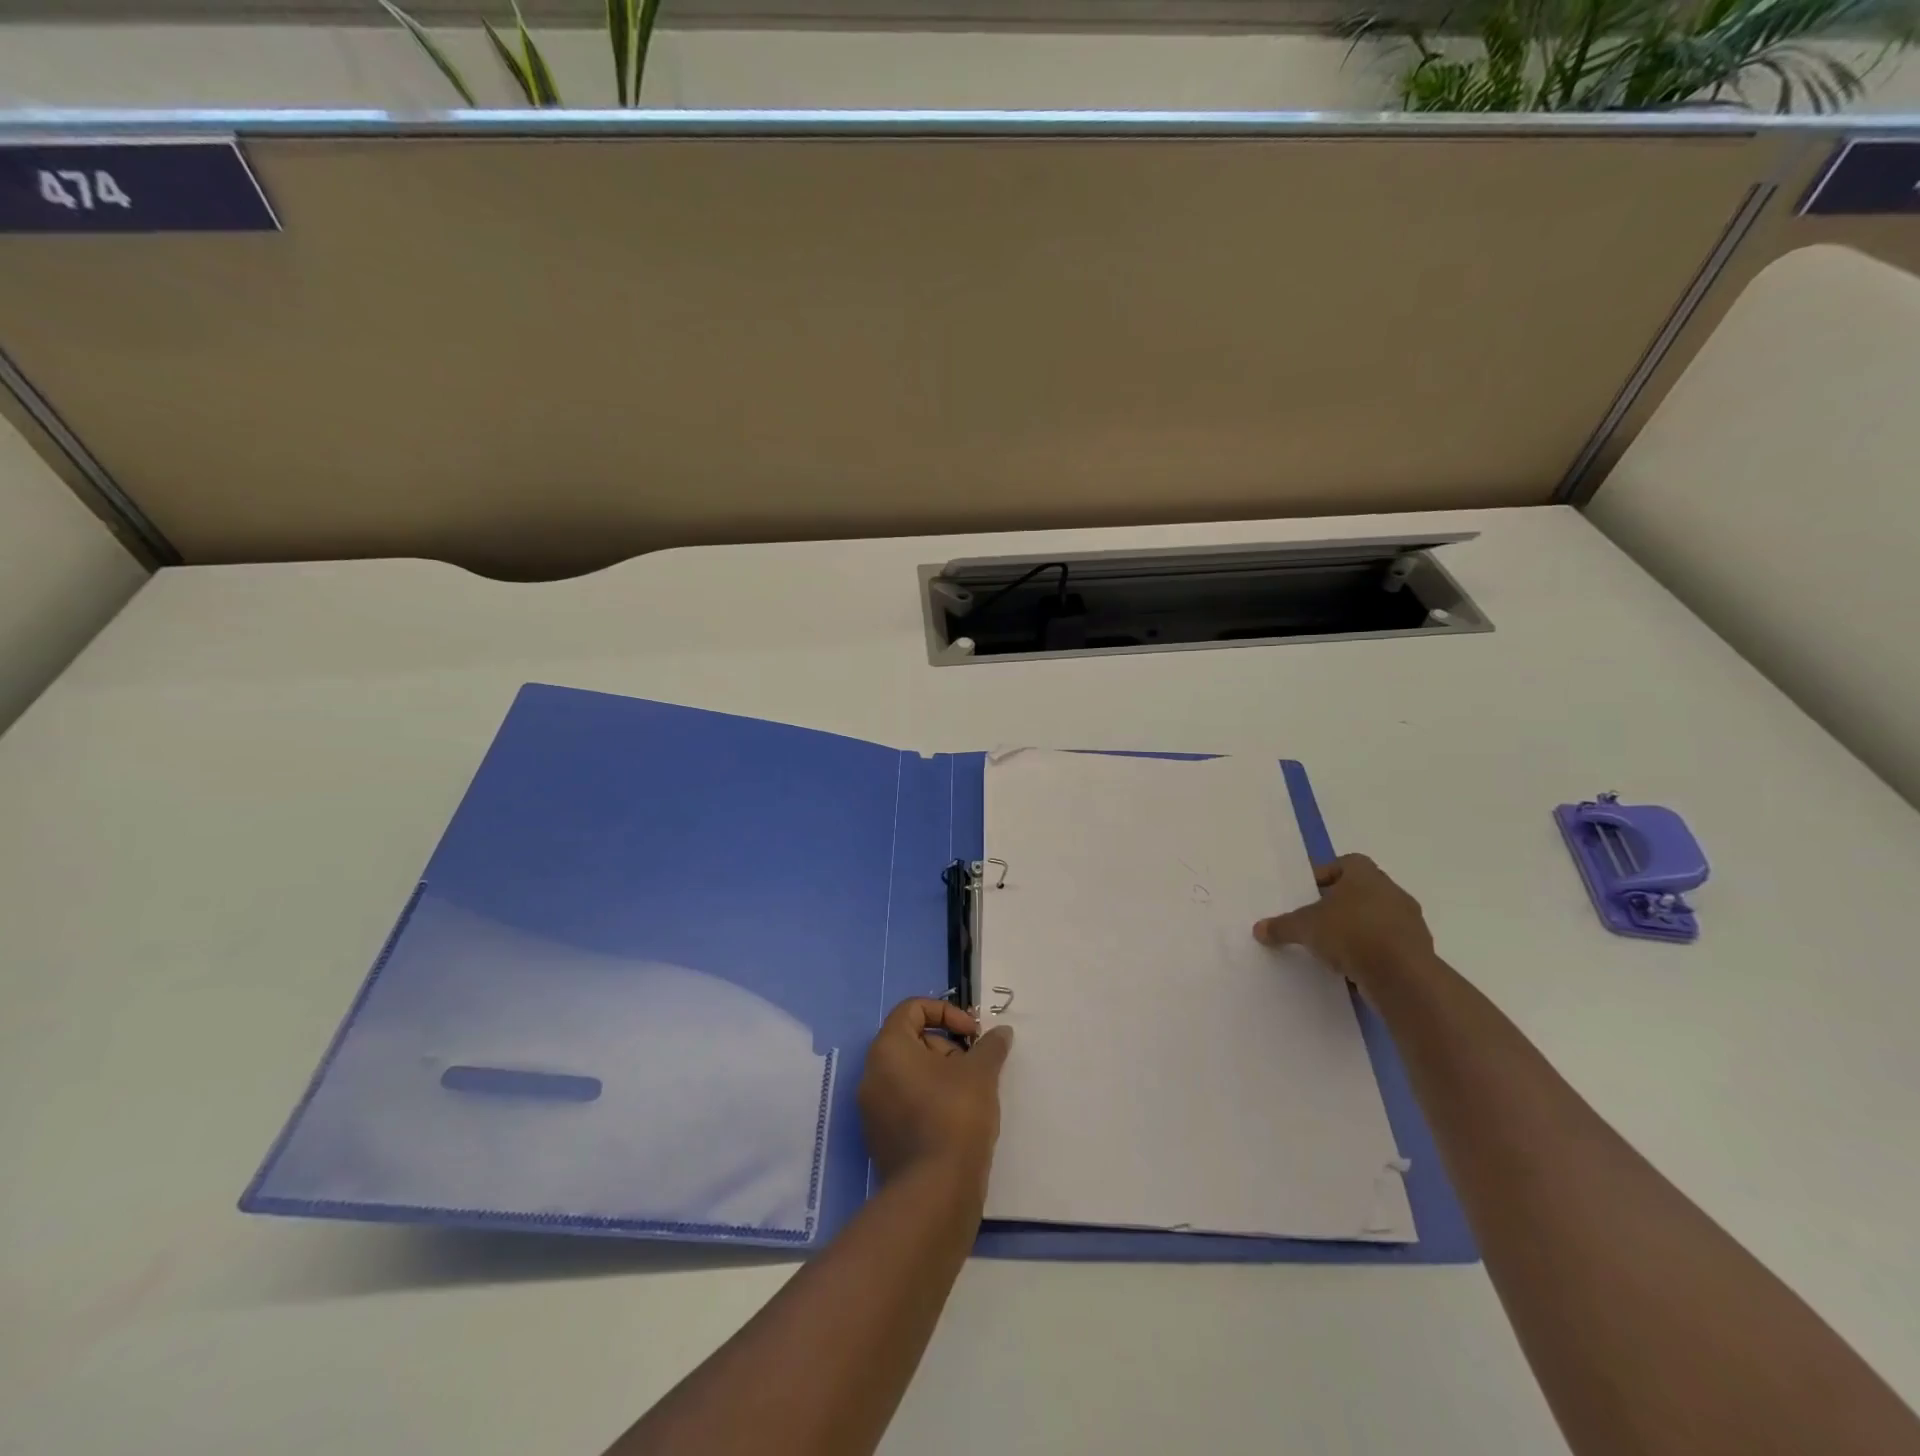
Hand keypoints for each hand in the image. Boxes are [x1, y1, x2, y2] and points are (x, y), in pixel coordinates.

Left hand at [858, 998, 1012, 1192]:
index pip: (911, 1009)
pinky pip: (906, 1104)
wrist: (934, 1193)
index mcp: (888, 1049)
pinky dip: (930, 1102)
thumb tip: (1000, 1032)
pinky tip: (958, 1123)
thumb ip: (990, 1046)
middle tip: (975, 1068)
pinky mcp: (881, 1140)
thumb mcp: (981, 1073)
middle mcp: (872, 1075)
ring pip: (910, 1075)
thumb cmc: (955, 1117)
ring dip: (942, 1076)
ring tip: (972, 1096)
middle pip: (912, 1042)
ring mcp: (873, 1110)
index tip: (972, 1033)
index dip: (945, 1012)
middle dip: (947, 1048)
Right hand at [1252, 853, 1436, 996]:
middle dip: (1339, 905)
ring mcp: (1410, 922)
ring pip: (1377, 918)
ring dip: (1357, 929)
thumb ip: (1282, 926)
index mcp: (1366, 875)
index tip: (1309, 893)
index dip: (1326, 875)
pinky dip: (1371, 952)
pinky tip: (1352, 967)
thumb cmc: (1350, 933)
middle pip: (1361, 891)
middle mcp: (1392, 892)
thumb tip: (1259, 929)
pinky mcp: (1418, 951)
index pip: (1346, 863)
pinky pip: (1388, 944)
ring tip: (1332, 948)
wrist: (1402, 976)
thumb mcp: (1305, 927)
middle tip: (1316, 920)